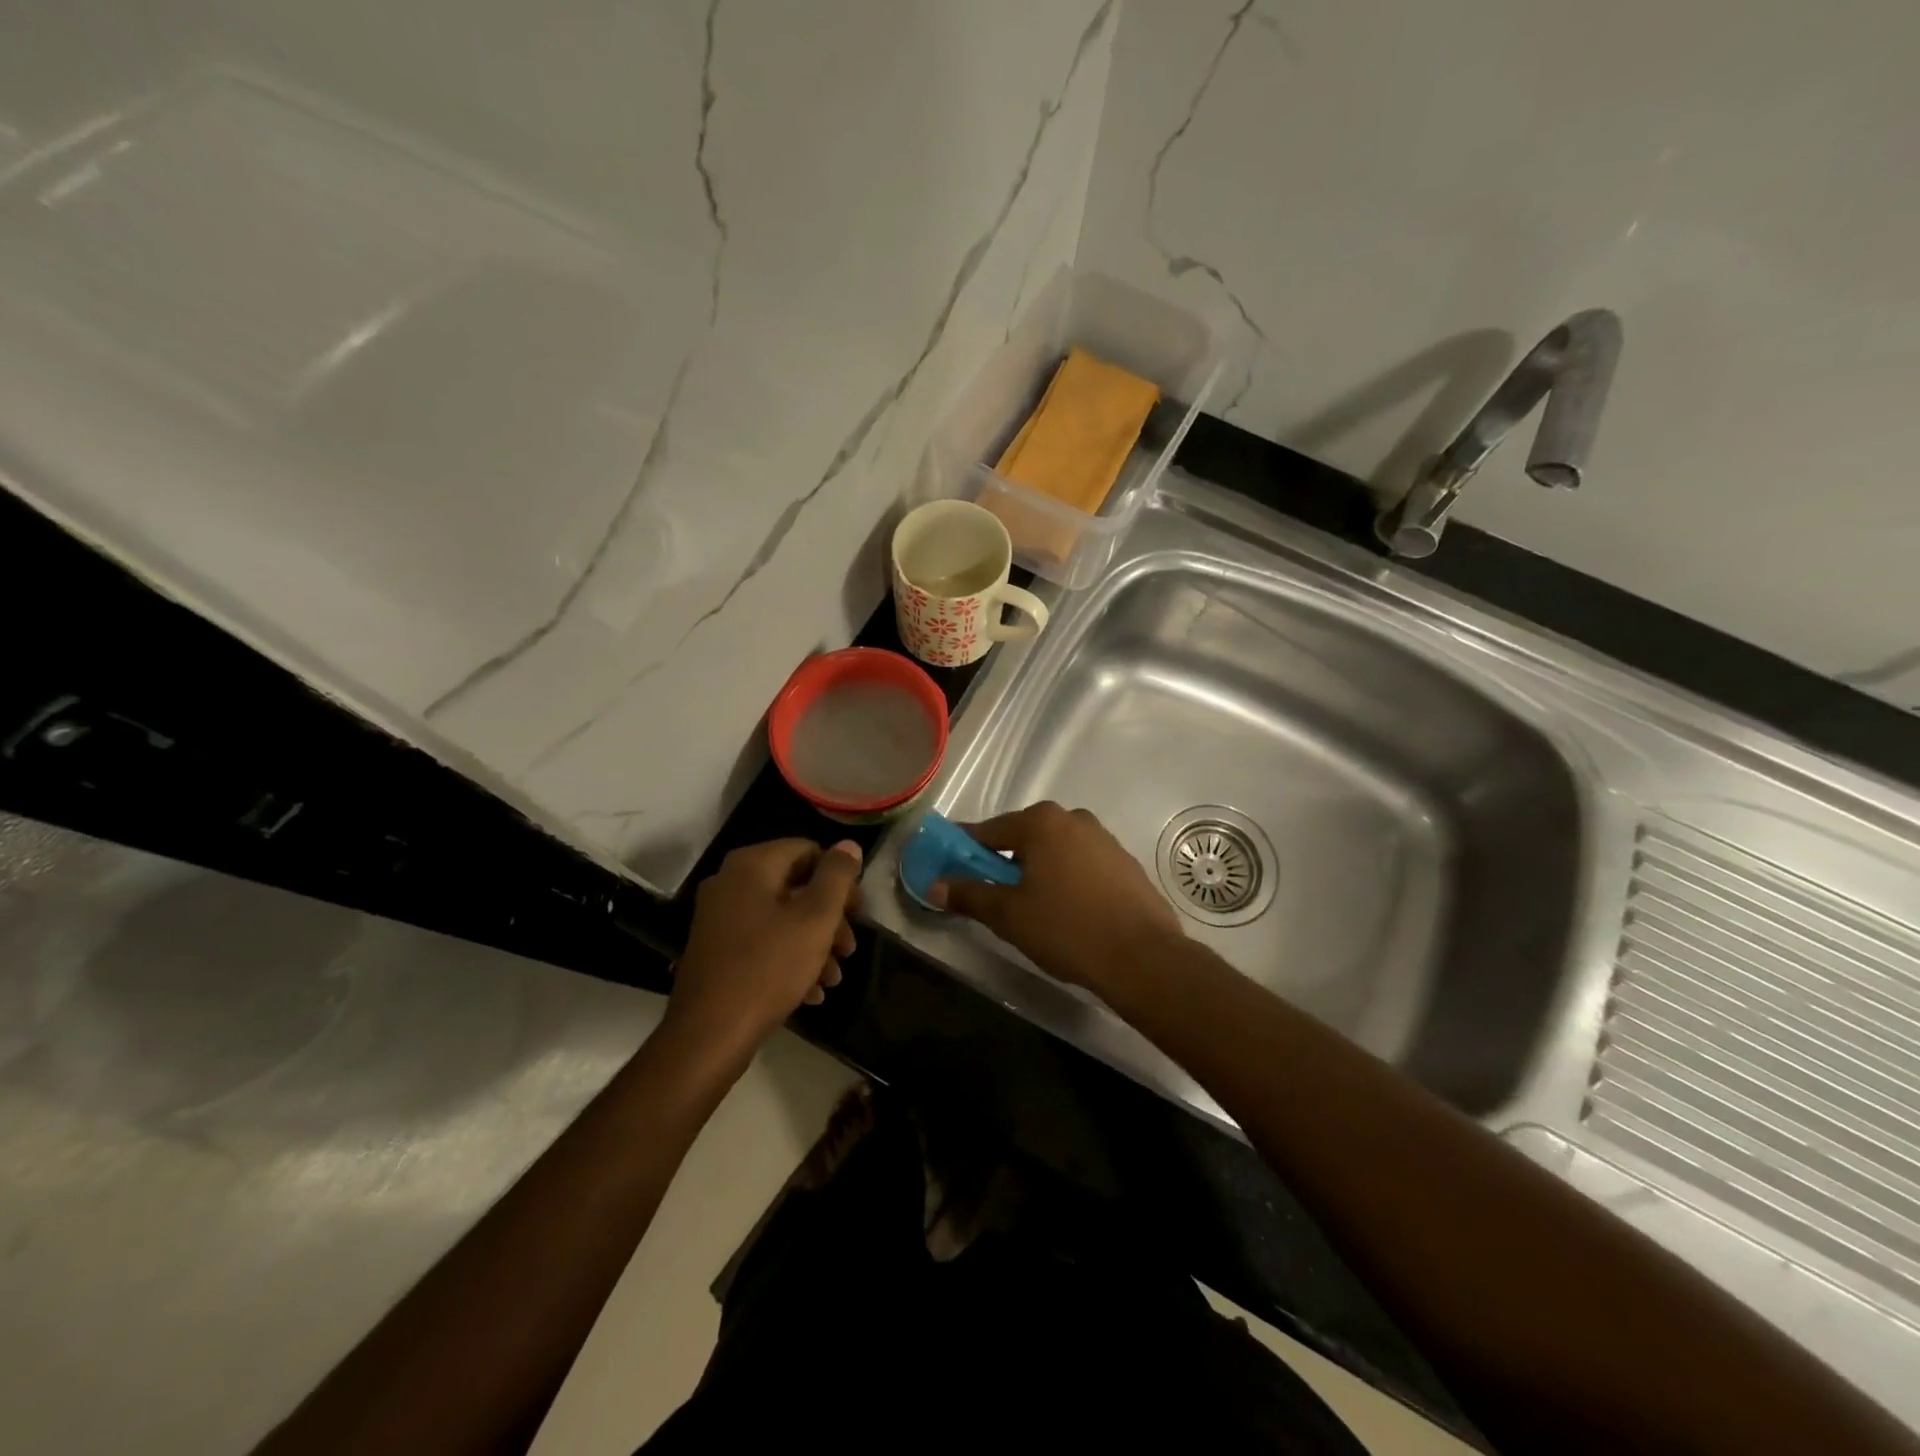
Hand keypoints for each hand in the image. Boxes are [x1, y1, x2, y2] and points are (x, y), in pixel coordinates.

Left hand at [666, 838, 862, 1063]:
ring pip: (781, 918)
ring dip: (814, 944)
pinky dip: (789, 958)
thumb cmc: (769, 967)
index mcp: (752, 865)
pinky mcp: (716, 949)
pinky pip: (762, 942)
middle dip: (829, 918)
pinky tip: (811, 991)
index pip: (808, 851)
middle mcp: (730, 882)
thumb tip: (849, 844)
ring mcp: (719, 917)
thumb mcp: (815, 918)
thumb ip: (837, 877)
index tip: (858, 912)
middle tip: (849, 949)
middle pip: (796, 886)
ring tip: (833, 977)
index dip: (839, 879)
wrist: (709, 1034)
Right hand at [929, 802, 1183, 991]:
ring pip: (1055, 850)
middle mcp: (1073, 819)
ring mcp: (1104, 839)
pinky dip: (1066, 878)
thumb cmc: (1067, 929)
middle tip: (992, 894)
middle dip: (1004, 861)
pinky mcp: (1124, 862)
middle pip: (1023, 837)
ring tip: (1031, 907)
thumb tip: (935, 885)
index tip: (948, 864)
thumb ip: (969, 894)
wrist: (1143, 957)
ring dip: (1037, 870)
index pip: (988, 831)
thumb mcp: (1008, 915)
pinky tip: (1068, 910)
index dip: (964, 848)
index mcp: (1041, 822)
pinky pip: (1081, 863)